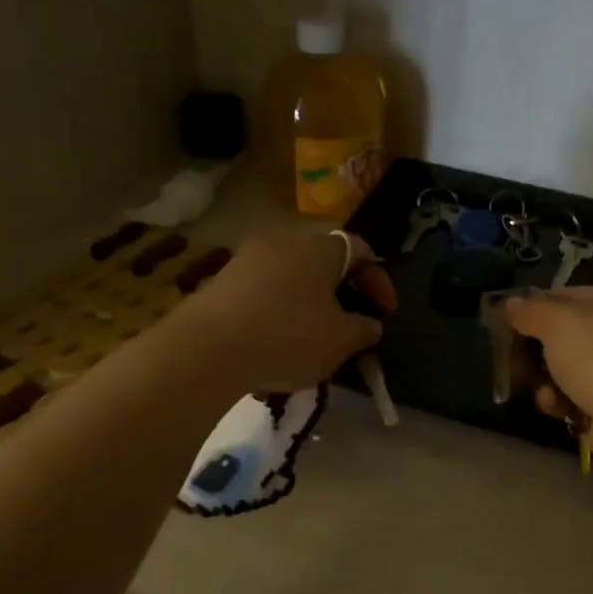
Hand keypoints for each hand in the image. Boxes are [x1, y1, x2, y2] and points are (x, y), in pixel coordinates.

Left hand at [178, 232, 396, 393]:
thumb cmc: (287, 337)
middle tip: (350, 330)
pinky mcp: (220, 283)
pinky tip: (275, 350)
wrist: (206, 349)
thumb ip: (363, 330)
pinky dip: (277, 318)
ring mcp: (246, 260)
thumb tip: (370, 324)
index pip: (361, 251)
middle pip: (323, 265)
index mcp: (319, 248)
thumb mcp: (340, 340)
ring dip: (308, 309)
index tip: (386, 315)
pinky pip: (262, 297)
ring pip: (291, 282)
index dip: (379, 282)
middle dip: (341, 297)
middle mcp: (283, 242)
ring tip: (312, 346)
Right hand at [504, 288, 592, 475]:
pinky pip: (576, 396)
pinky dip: (561, 401)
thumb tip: (511, 303)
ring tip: (539, 390)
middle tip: (510, 359)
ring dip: (545, 379)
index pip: (564, 295)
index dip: (532, 308)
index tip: (503, 324)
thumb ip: (530, 310)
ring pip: (566, 368)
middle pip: (563, 334)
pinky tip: (556, 408)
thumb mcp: (558, 323)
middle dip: (534, 349)